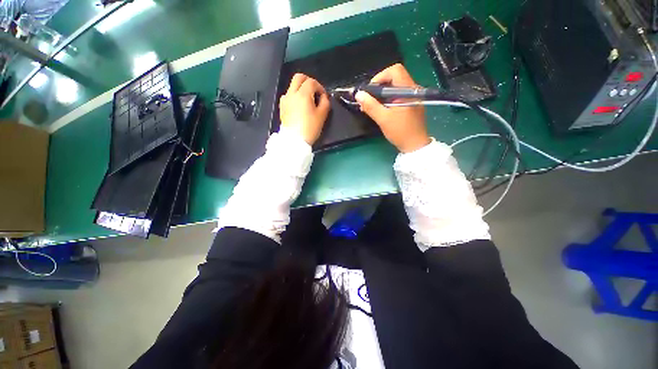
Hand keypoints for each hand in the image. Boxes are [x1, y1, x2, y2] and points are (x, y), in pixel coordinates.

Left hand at [279, 73, 330, 144]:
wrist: (294, 141)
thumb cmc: (310, 128)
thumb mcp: (322, 116)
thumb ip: (325, 102)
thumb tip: (323, 97)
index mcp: (303, 94)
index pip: (312, 82)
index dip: (320, 87)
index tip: (324, 96)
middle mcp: (292, 93)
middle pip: (299, 77)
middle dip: (309, 82)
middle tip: (315, 92)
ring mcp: (285, 100)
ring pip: (292, 86)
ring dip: (301, 89)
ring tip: (307, 100)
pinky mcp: (282, 107)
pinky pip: (288, 95)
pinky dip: (295, 96)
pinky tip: (299, 106)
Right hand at [355, 64, 429, 152]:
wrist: (415, 146)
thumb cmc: (400, 132)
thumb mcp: (383, 119)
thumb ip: (371, 106)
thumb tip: (358, 95)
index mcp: (409, 90)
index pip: (395, 70)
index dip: (380, 77)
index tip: (370, 91)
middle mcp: (413, 89)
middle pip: (394, 78)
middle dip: (378, 88)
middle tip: (368, 100)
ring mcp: (413, 97)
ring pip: (394, 88)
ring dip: (381, 95)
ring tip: (372, 107)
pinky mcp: (411, 104)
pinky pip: (398, 95)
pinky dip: (387, 100)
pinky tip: (381, 110)